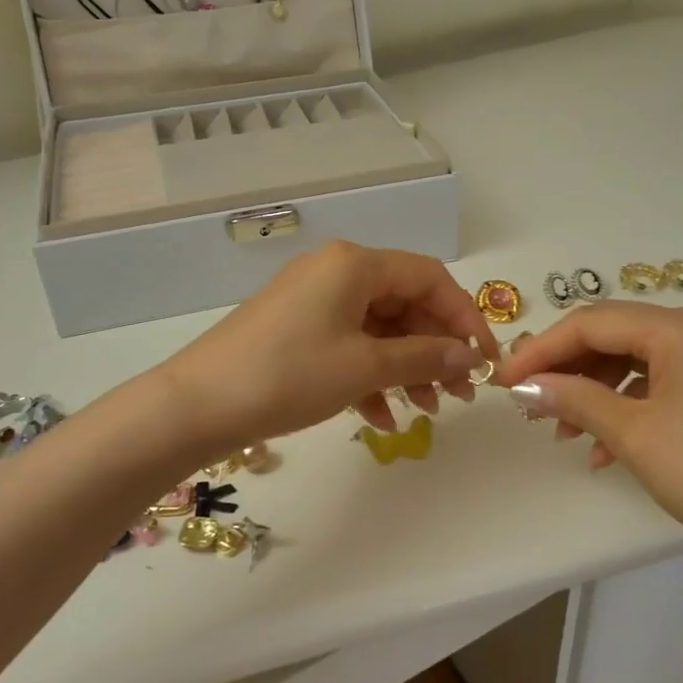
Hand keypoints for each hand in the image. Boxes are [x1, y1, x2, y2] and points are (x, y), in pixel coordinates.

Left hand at [161, 243, 499, 452]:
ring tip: (426, 412)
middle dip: (435, 350)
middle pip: (405, 303)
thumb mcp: (364, 366)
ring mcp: (313, 300)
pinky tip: (381, 418)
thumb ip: (424, 357)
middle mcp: (335, 272)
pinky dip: (369, 376)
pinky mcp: (296, 329)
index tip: (485, 361)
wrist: (197, 405)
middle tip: (458, 395)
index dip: (464, 317)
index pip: (430, 278)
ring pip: (378, 328)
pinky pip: (348, 344)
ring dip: (406, 367)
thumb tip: (470, 357)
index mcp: (354, 264)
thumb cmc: (288, 375)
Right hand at [496, 303, 682, 579]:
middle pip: (616, 336)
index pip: (593, 323)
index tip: (504, 380)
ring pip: (639, 360)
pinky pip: (666, 380)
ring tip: (564, 432)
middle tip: (530, 404)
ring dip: (596, 391)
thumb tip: (524, 386)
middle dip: (568, 370)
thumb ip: (573, 399)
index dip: (541, 350)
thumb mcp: (634, 435)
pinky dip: (631, 405)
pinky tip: (606, 446)